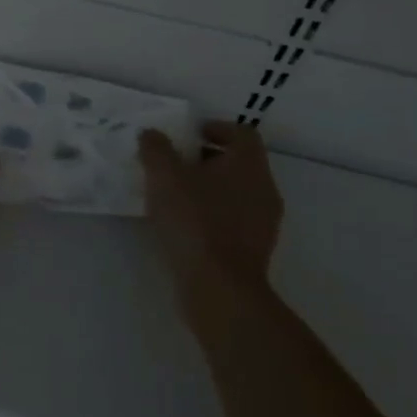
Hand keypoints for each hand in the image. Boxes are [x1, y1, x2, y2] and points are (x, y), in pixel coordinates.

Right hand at [138, 122, 284, 298]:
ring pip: (238, 193)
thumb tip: (151, 134)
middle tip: (176, 164)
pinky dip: (214, 216)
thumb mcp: (164, 177)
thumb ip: (156, 149)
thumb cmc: (195, 222)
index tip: (190, 136)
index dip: (216, 128)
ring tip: (177, 196)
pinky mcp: (256, 250)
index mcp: (249, 164)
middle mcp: (264, 188)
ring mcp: (264, 222)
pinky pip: (235, 220)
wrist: (220, 288)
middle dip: (208, 159)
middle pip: (240, 162)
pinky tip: (187, 226)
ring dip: (211, 189)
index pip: (242, 133)